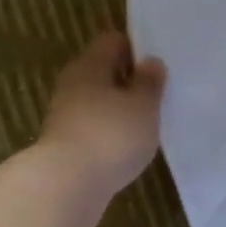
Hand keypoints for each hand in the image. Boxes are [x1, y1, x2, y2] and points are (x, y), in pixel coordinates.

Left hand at [37, 32, 165, 226]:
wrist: (67, 186)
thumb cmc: (111, 136)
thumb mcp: (143, 106)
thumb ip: (150, 83)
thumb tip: (150, 62)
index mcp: (89, 65)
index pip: (113, 41)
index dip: (137, 48)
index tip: (159, 64)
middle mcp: (73, 84)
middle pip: (104, 72)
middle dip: (130, 81)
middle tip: (159, 95)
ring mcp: (66, 116)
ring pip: (98, 102)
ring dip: (121, 110)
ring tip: (149, 124)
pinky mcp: (66, 145)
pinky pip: (94, 128)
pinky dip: (111, 133)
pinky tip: (129, 147)